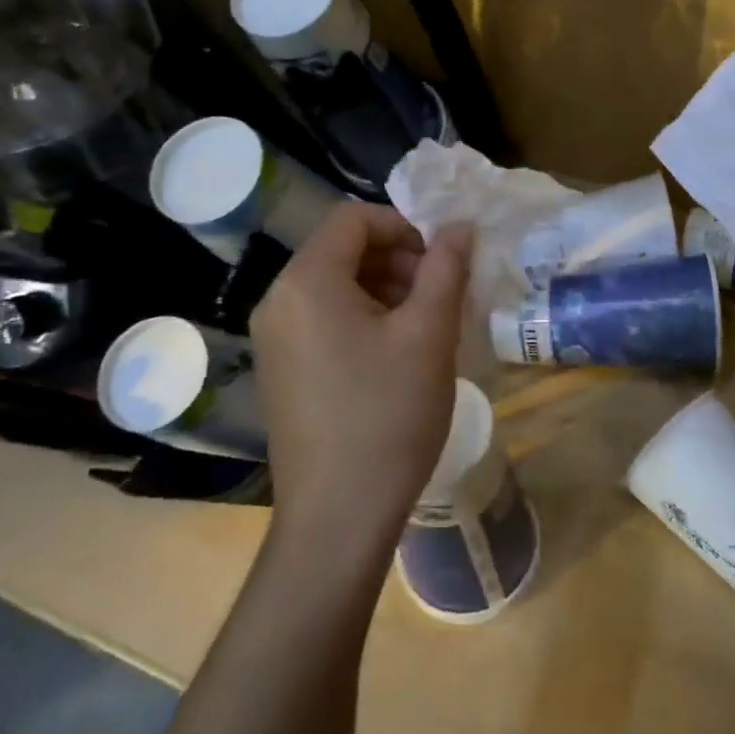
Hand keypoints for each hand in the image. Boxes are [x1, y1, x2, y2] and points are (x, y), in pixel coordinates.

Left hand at [250, 204, 471, 561]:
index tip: (442, 262)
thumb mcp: (429, 334)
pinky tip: (398, 357)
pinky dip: (364, 321)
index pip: (354, 218)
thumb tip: (460, 226)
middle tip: (441, 296)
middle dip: (398, 261)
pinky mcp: (281, 372)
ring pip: (335, 288)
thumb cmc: (389, 414)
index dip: (404, 226)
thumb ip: (446, 268)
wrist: (339, 514)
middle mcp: (279, 301)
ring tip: (426, 328)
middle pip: (342, 251)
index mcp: (307, 281)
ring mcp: (274, 340)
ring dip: (385, 291)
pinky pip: (324, 322)